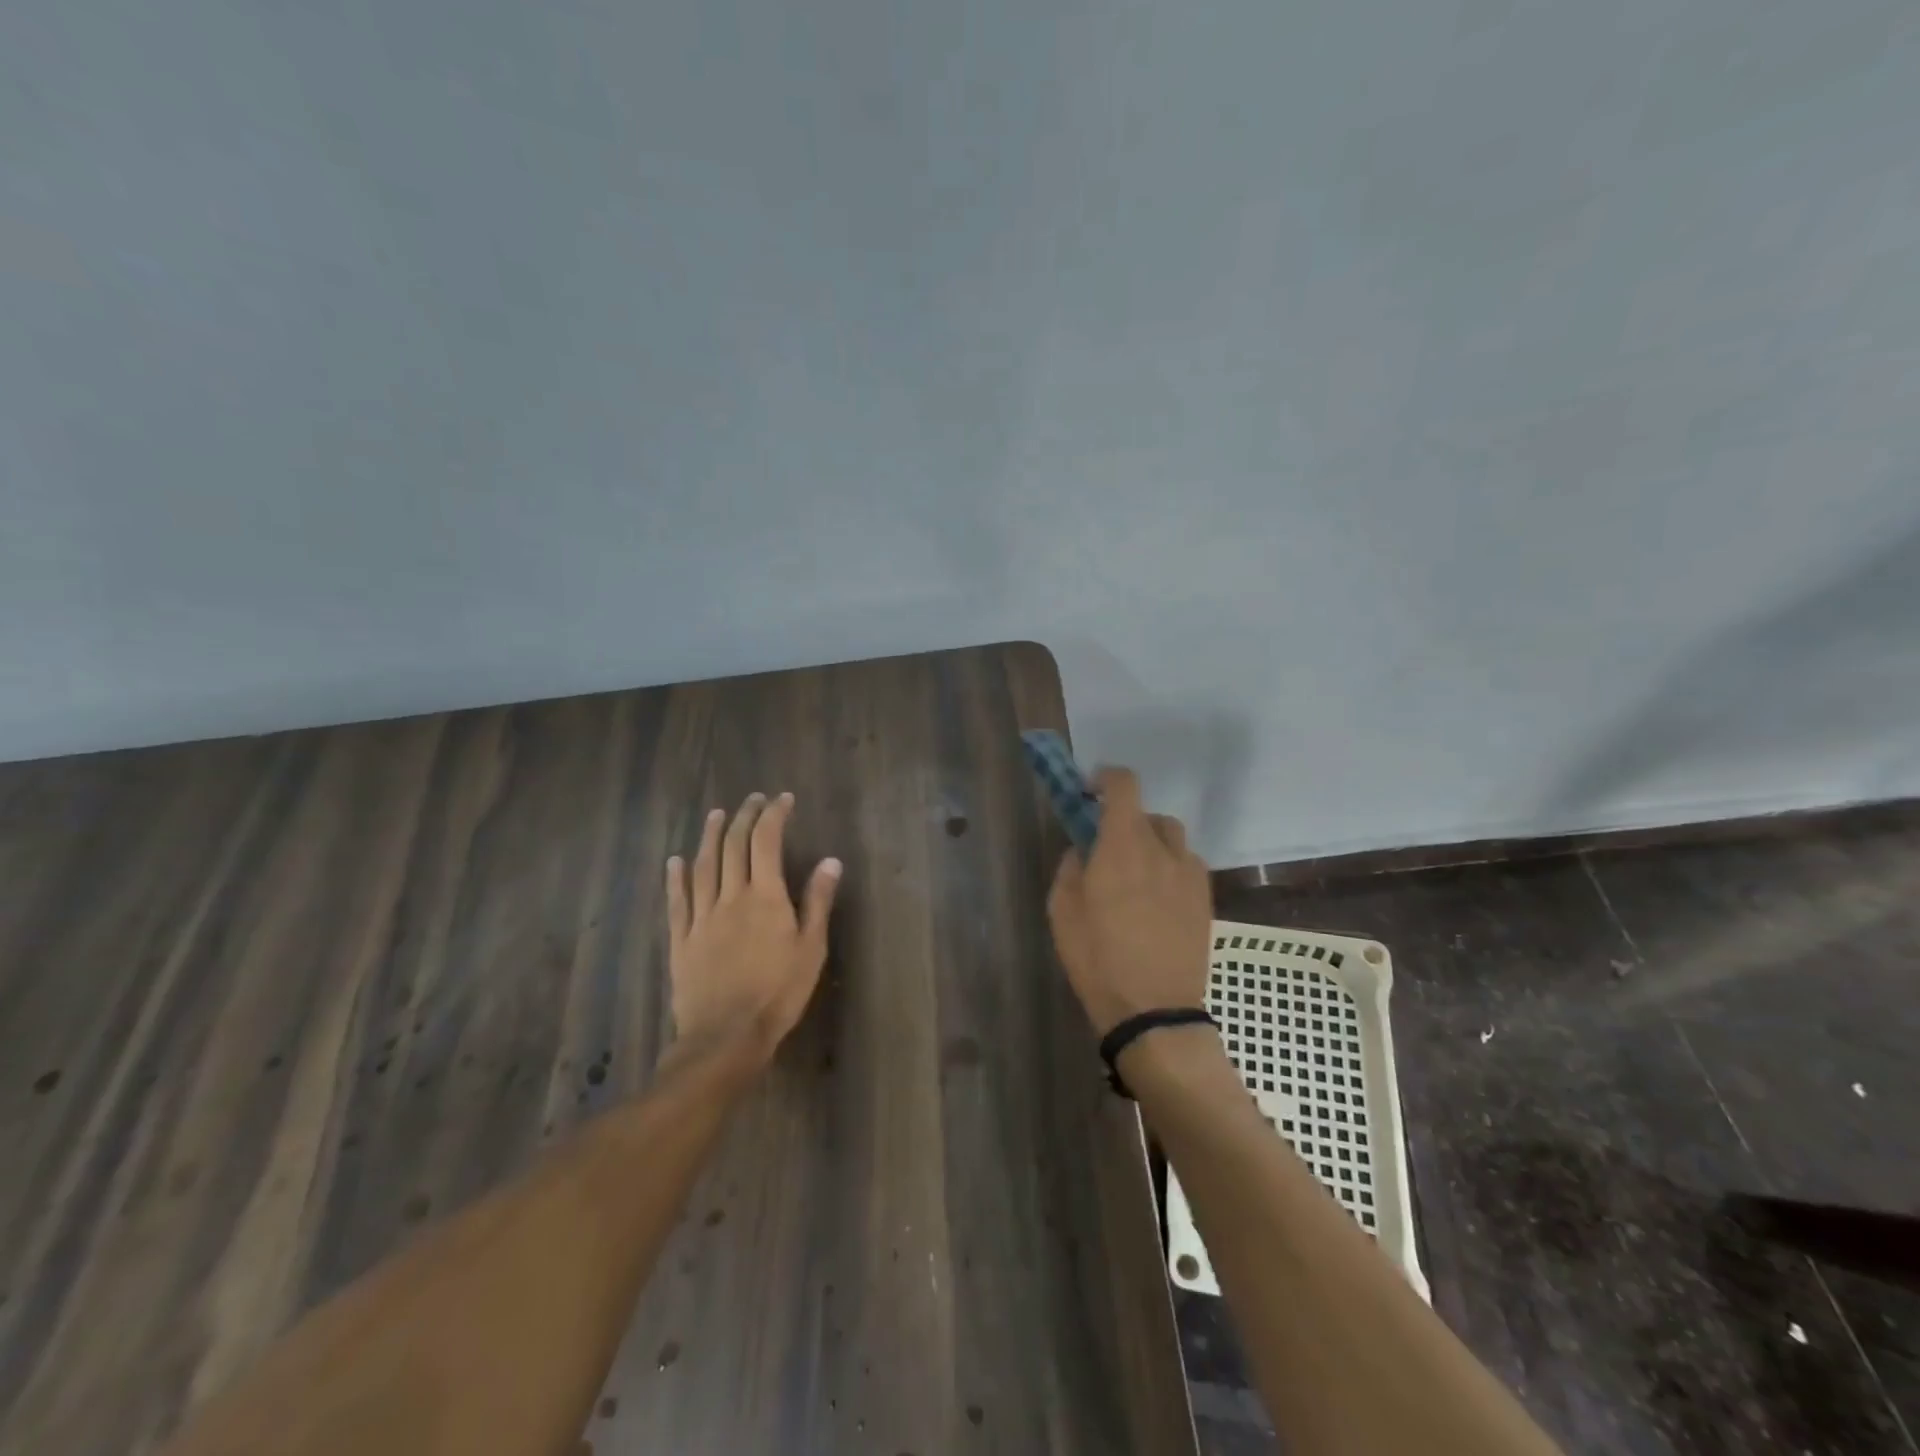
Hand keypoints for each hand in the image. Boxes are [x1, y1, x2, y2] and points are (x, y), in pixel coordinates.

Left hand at [666, 792, 842, 1071]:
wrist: (725, 1037)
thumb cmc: (778, 993)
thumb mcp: (811, 949)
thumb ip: (818, 902)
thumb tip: (830, 861)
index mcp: (764, 897)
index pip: (766, 842)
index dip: (773, 815)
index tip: (782, 799)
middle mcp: (730, 897)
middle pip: (733, 846)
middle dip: (744, 817)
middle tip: (753, 800)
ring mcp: (701, 917)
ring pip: (703, 866)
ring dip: (710, 836)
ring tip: (716, 815)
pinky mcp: (681, 940)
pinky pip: (677, 901)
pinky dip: (676, 877)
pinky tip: (674, 861)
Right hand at [1046, 766, 1211, 1035]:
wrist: (1154, 1010)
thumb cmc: (1098, 960)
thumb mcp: (1062, 911)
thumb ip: (1071, 867)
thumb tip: (1083, 849)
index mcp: (1122, 846)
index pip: (1124, 786)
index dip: (1106, 778)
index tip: (1089, 792)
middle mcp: (1162, 850)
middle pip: (1147, 813)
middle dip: (1125, 821)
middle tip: (1107, 849)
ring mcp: (1190, 874)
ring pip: (1172, 838)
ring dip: (1151, 843)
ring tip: (1136, 875)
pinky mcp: (1206, 898)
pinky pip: (1187, 865)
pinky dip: (1170, 867)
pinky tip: (1158, 899)